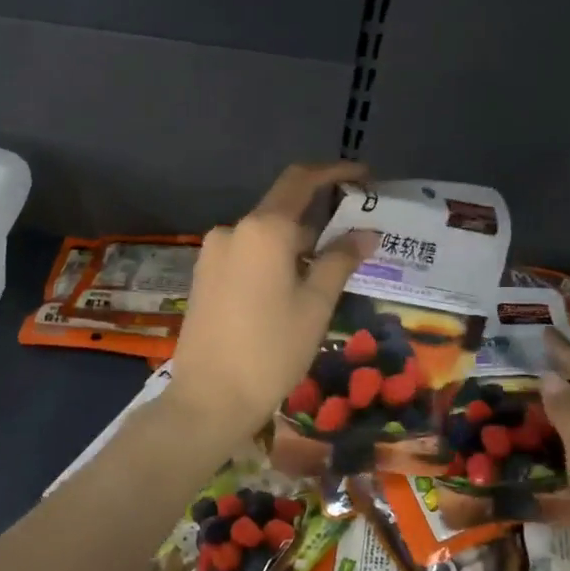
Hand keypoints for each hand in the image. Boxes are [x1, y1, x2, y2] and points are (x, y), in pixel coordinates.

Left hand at [165, 163, 377, 441]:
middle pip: (282, 210)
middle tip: (353, 243)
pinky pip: (245, 254)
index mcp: (263, 229)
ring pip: (264, 236)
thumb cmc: (271, 350)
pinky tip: (289, 289)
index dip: (334, 172)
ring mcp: (212, 252)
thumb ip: (341, 261)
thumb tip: (366, 234)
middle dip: (319, 220)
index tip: (364, 178)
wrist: (209, 398)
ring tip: (325, 275)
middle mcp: (233, 230)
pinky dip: (272, 259)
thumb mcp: (316, 305)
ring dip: (296, 244)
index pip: (301, 180)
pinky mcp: (203, 275)